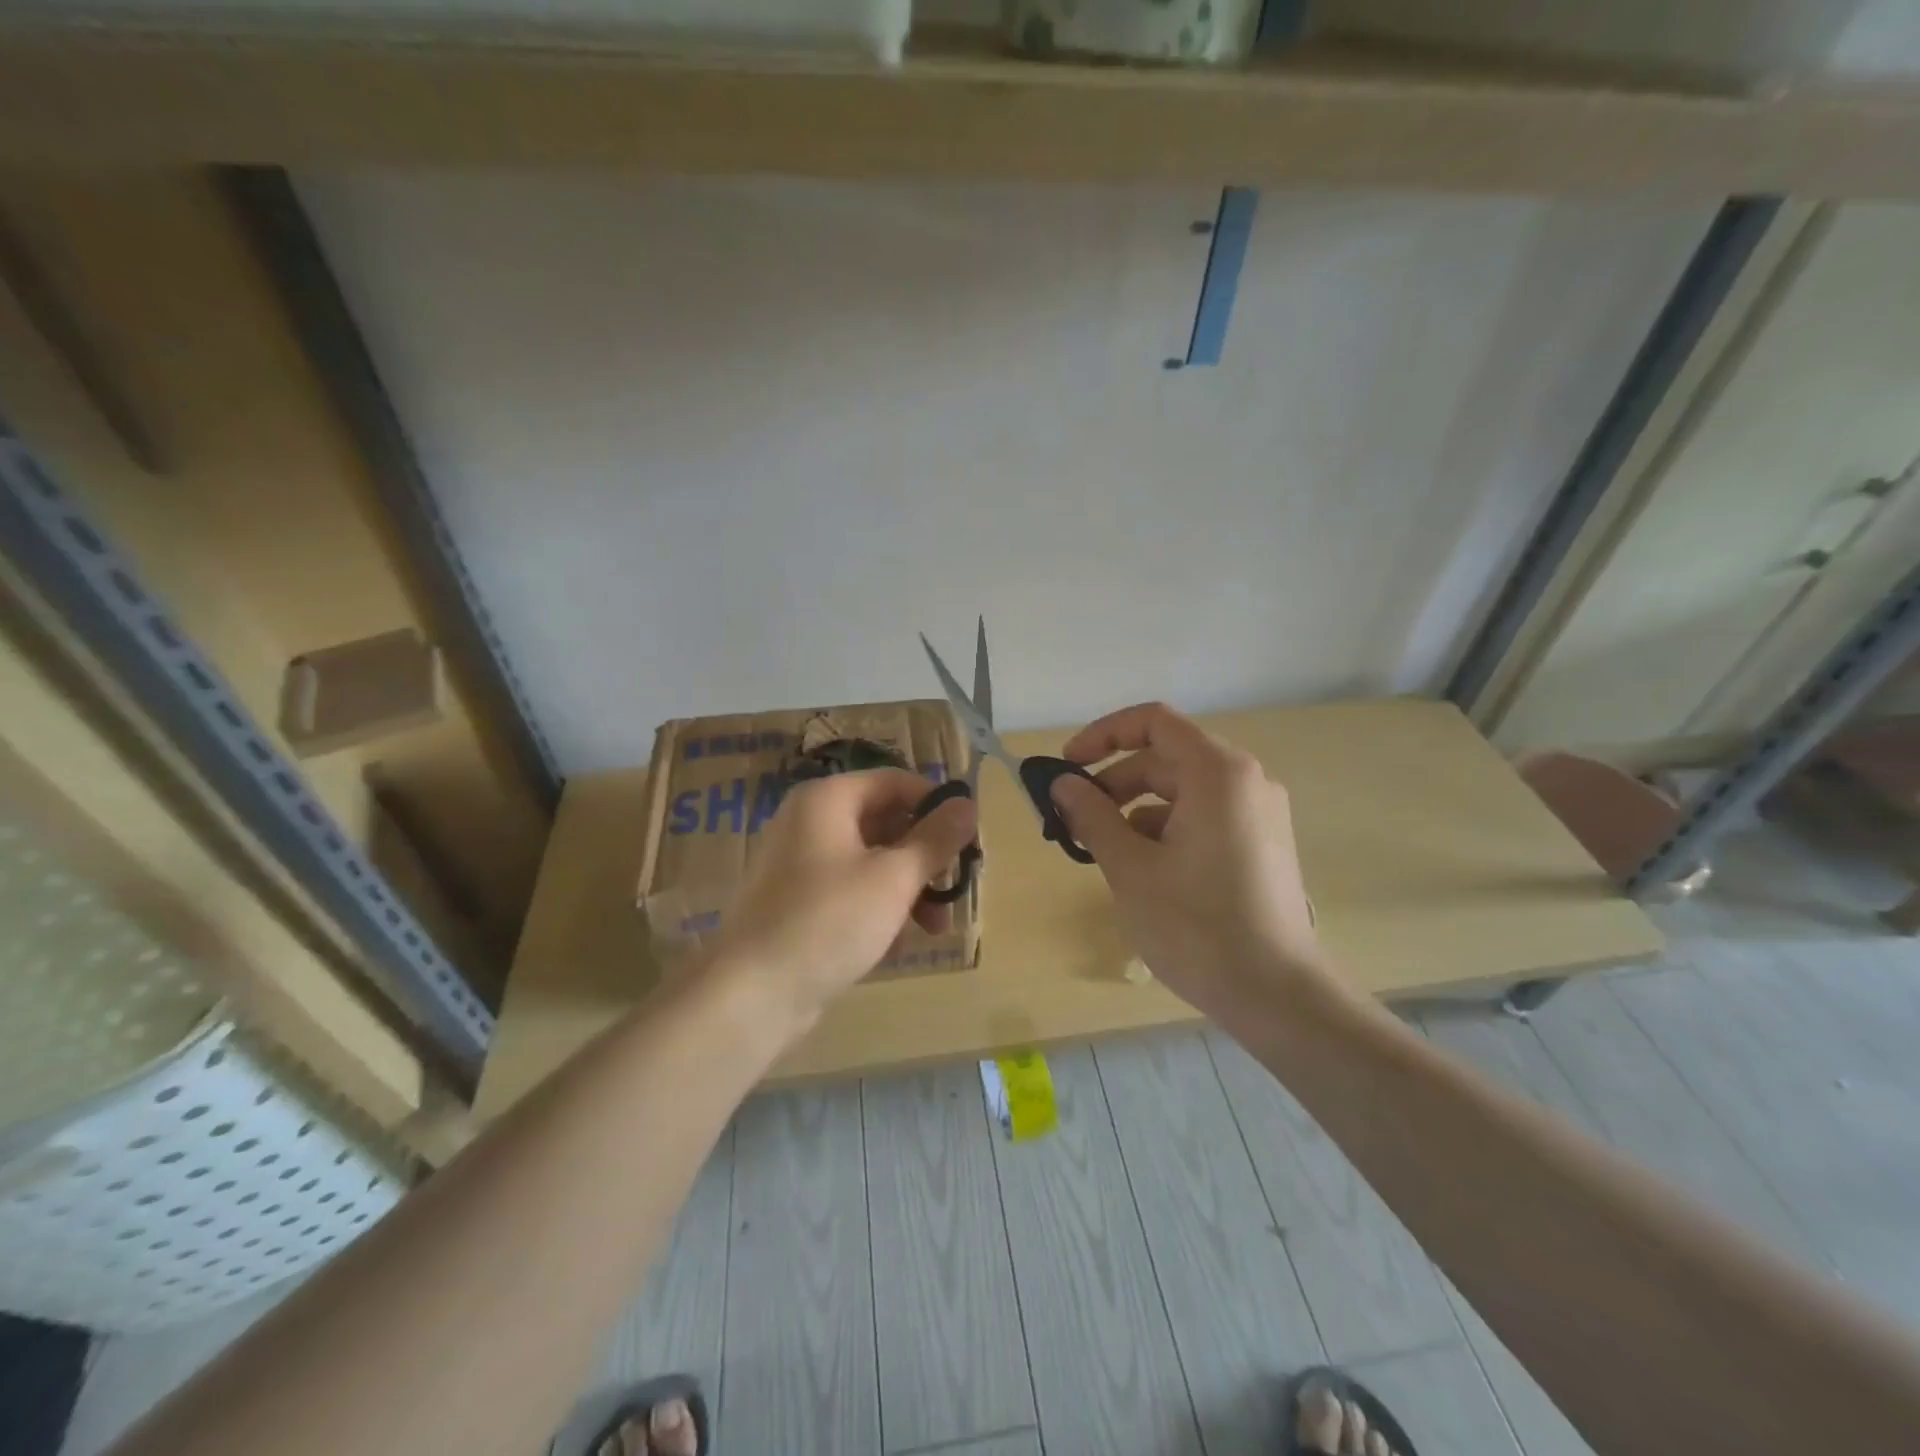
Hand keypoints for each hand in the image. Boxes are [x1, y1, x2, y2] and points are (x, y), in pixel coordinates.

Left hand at [703, 768, 976, 1037]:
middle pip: (885, 822)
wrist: (751, 994)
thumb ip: (935, 839)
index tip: (969, 840)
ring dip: (907, 889)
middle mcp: (810, 820)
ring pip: (870, 860)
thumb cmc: (829, 921)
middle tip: (955, 889)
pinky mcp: (796, 901)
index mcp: (827, 799)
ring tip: (933, 928)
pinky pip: (849, 890)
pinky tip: (895, 944)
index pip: (896, 782)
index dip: (937, 806)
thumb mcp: (893, 878)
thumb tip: (968, 804)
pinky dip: (877, 908)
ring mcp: (799, 862)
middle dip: (924, 857)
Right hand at [1049, 702, 1333, 1017]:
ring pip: (1184, 790)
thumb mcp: (1131, 868)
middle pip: (1167, 758)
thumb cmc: (1196, 926)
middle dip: (1115, 781)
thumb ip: (1092, 816)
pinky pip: (1204, 816)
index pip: (1153, 722)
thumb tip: (1063, 784)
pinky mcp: (1262, 843)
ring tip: (1104, 851)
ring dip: (1137, 809)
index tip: (1068, 767)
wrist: (1277, 995)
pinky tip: (1143, 869)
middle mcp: (1245, 780)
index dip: (1103, 735)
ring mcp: (1259, 812)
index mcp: (1217, 773)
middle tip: (1075, 819)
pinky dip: (1167, 829)